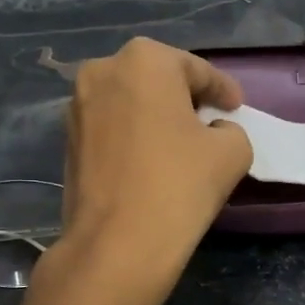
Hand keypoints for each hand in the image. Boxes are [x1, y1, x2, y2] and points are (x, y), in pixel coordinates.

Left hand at [53, 38, 251, 287]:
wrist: (117, 244)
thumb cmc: (180, 184)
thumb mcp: (233, 151)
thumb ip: (230, 130)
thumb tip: (214, 133)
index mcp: (145, 60)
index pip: (196, 70)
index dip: (222, 90)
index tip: (236, 108)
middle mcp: (103, 70)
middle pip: (158, 79)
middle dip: (185, 96)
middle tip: (210, 121)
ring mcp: (78, 106)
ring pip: (131, 102)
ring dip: (156, 115)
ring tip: (181, 143)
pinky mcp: (67, 140)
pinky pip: (112, 127)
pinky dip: (134, 135)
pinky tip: (152, 160)